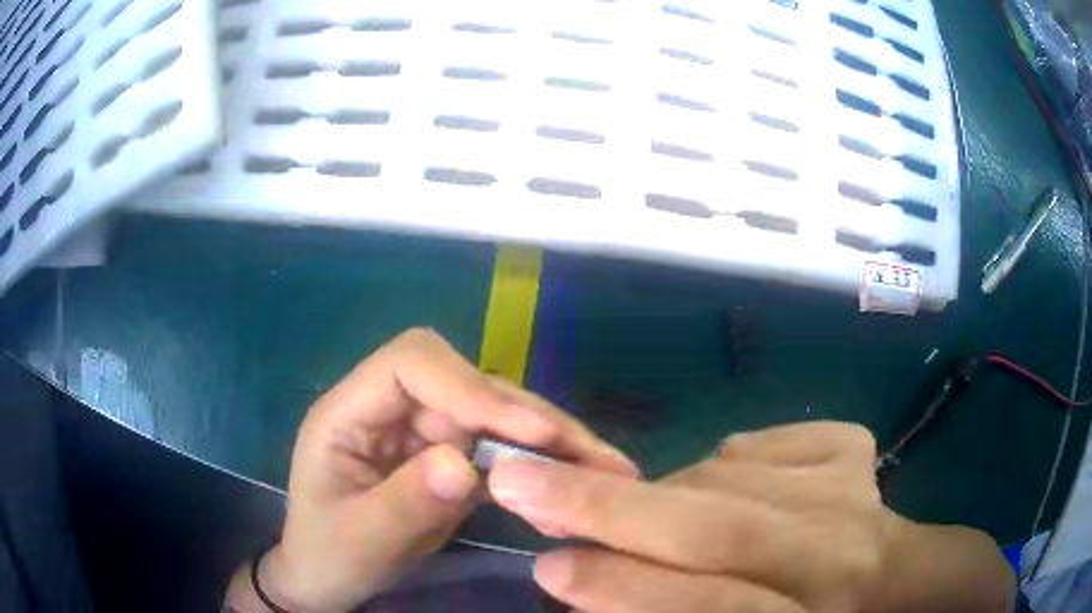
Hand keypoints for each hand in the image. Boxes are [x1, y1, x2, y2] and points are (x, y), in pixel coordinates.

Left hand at [230, 328, 637, 611]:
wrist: (328, 578)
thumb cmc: (327, 555)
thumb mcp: (358, 540)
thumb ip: (403, 504)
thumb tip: (465, 466)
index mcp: (351, 411)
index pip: (413, 363)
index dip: (471, 386)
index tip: (528, 432)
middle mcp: (393, 409)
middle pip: (468, 385)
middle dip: (530, 417)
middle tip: (593, 459)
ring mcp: (423, 433)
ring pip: (495, 415)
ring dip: (550, 440)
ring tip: (607, 470)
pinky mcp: (448, 459)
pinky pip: (502, 450)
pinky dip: (541, 466)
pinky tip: (578, 482)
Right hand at [489, 422, 1013, 612]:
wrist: (898, 586)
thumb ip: (670, 610)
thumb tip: (585, 578)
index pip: (717, 605)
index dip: (628, 591)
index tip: (548, 569)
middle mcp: (841, 555)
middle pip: (725, 530)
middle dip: (614, 511)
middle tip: (523, 483)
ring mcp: (856, 492)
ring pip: (737, 480)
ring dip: (663, 492)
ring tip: (623, 504)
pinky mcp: (856, 453)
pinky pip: (773, 441)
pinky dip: (729, 457)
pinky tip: (728, 480)